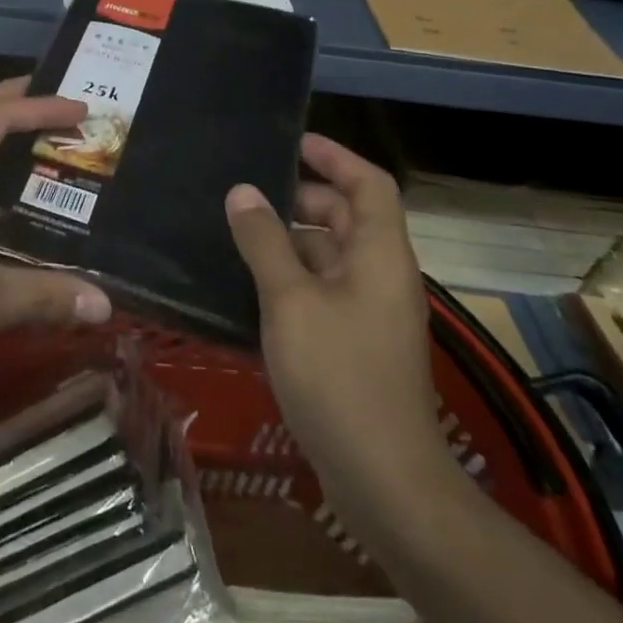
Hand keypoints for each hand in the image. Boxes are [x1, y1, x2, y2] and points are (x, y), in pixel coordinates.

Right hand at [225, 135, 443, 497]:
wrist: (384, 480)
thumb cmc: (339, 376)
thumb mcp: (290, 300)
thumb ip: (264, 241)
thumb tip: (242, 192)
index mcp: (379, 254)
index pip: (368, 183)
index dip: (335, 156)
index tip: (292, 142)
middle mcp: (382, 275)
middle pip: (347, 217)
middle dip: (302, 197)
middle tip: (249, 193)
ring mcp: (371, 312)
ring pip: (331, 255)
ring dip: (291, 240)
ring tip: (238, 234)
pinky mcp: (357, 344)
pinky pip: (324, 290)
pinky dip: (292, 277)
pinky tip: (250, 286)